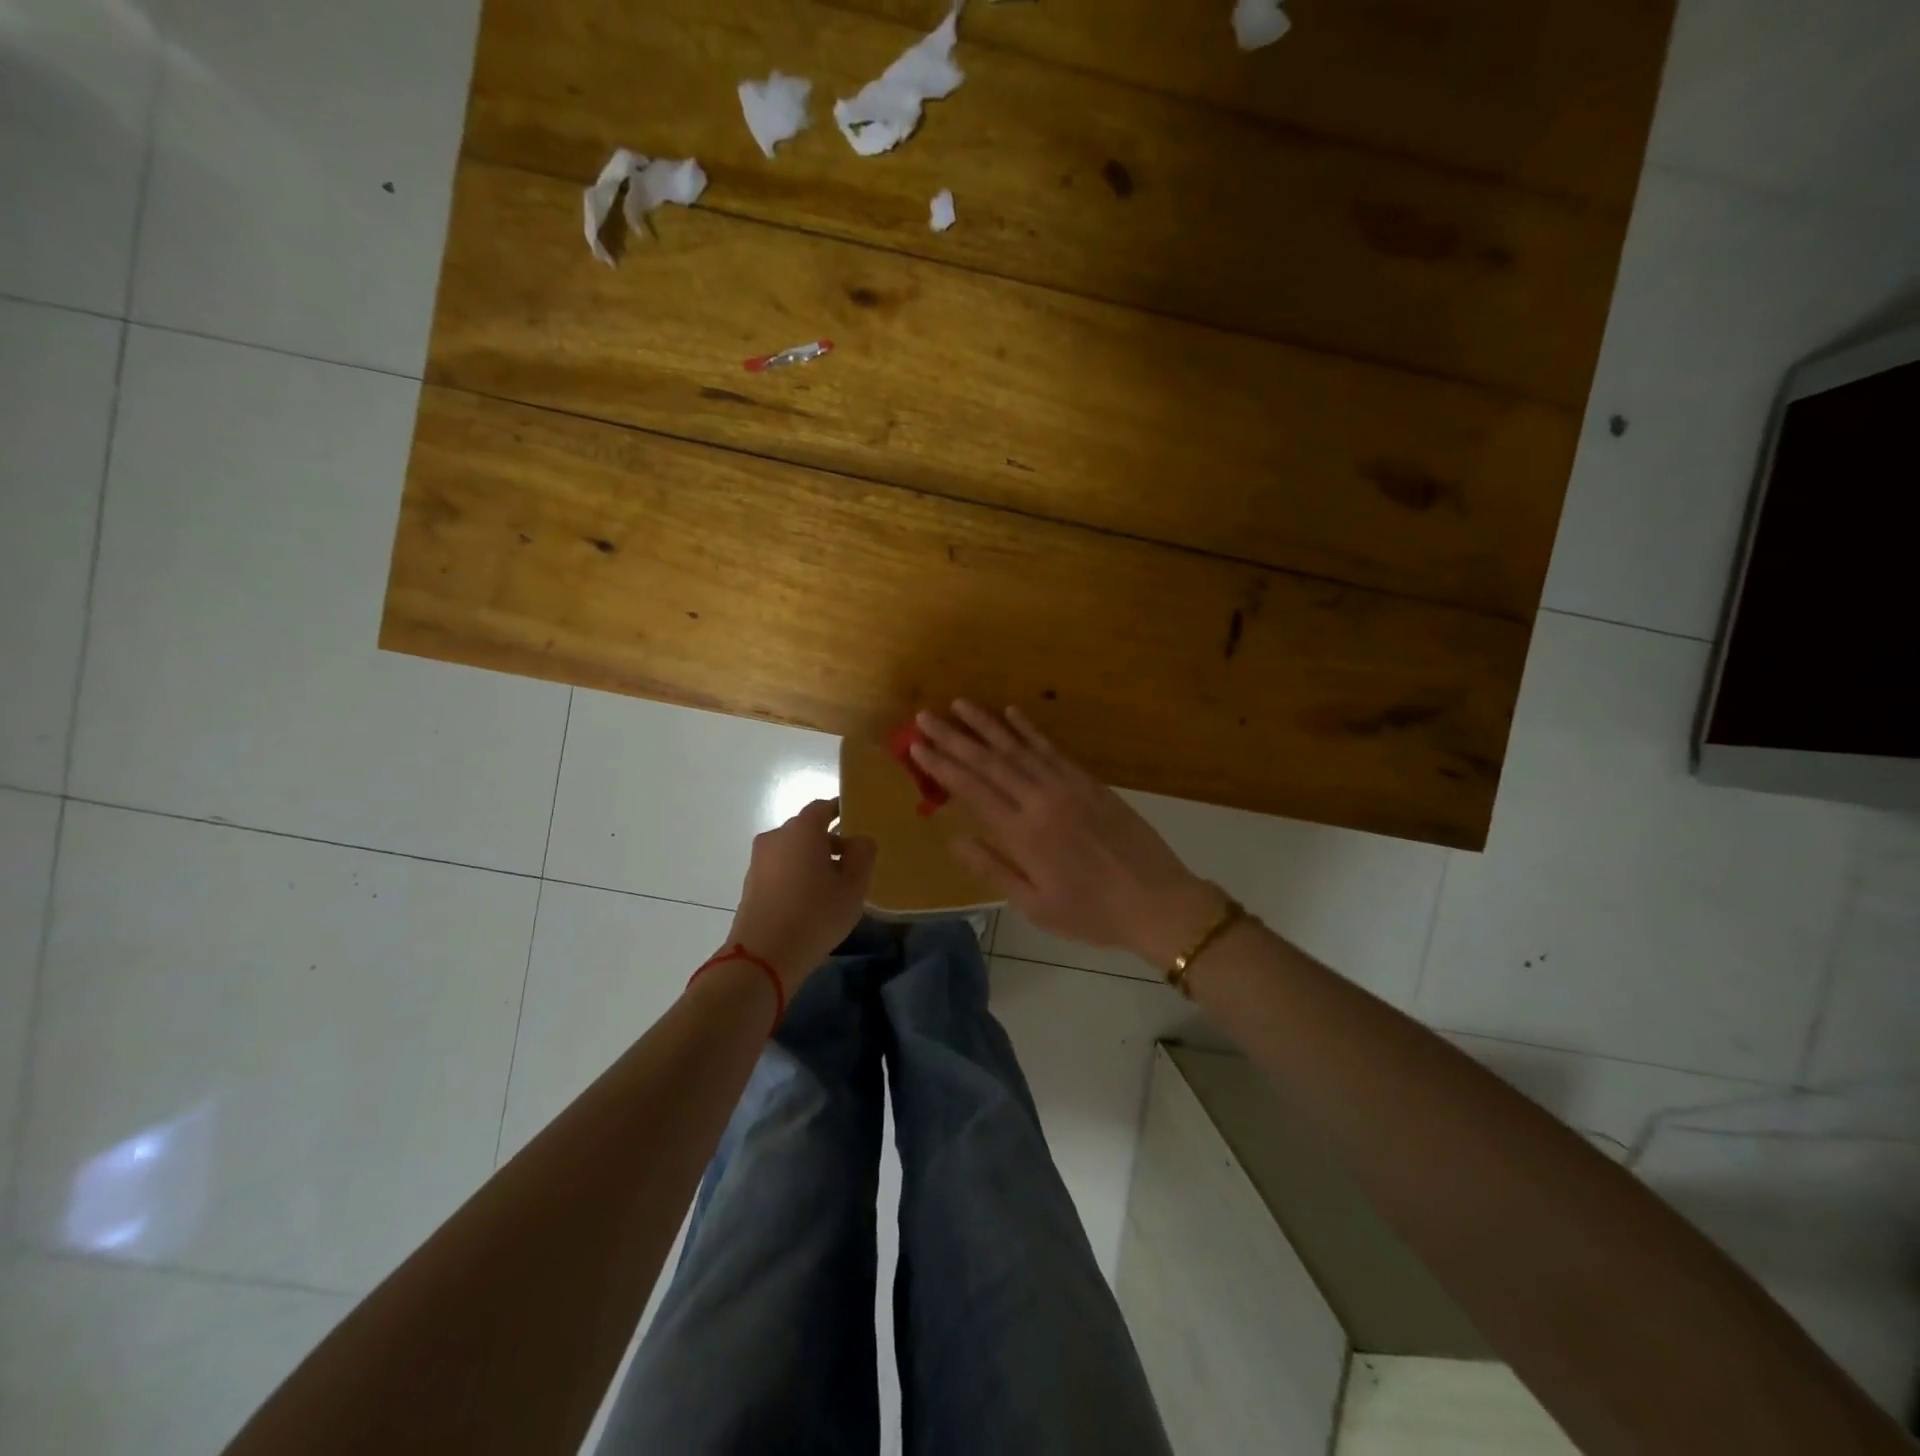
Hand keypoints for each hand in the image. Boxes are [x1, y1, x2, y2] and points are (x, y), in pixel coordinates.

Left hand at [726, 800, 876, 988]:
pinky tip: (809, 901)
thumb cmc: (815, 914)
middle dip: (828, 840)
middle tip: (851, 863)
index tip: (855, 821)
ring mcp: (759, 861)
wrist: (763, 957)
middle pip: (806, 830)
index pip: (822, 807)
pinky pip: (780, 869)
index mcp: (802, 830)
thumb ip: (862, 854)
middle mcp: (776, 837)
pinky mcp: (750, 885)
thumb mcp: (853, 886)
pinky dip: (796, 875)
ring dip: (811, 860)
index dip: (840, 811)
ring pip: (792, 851)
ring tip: (832, 887)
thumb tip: (859, 840)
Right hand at [910, 702, 1227, 966]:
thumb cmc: (1091, 913)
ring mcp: (1067, 786)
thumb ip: (992, 869)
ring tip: (960, 704)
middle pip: (989, 761)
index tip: (916, 746)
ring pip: (1019, 747)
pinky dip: (1030, 729)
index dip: (941, 765)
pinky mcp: (1090, 781)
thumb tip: (955, 838)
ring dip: (987, 724)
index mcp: (1023, 833)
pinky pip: (1052, 748)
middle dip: (954, 737)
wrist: (1157, 901)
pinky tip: (1012, 713)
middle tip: (925, 716)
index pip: (972, 789)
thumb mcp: (1035, 905)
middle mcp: (1041, 800)